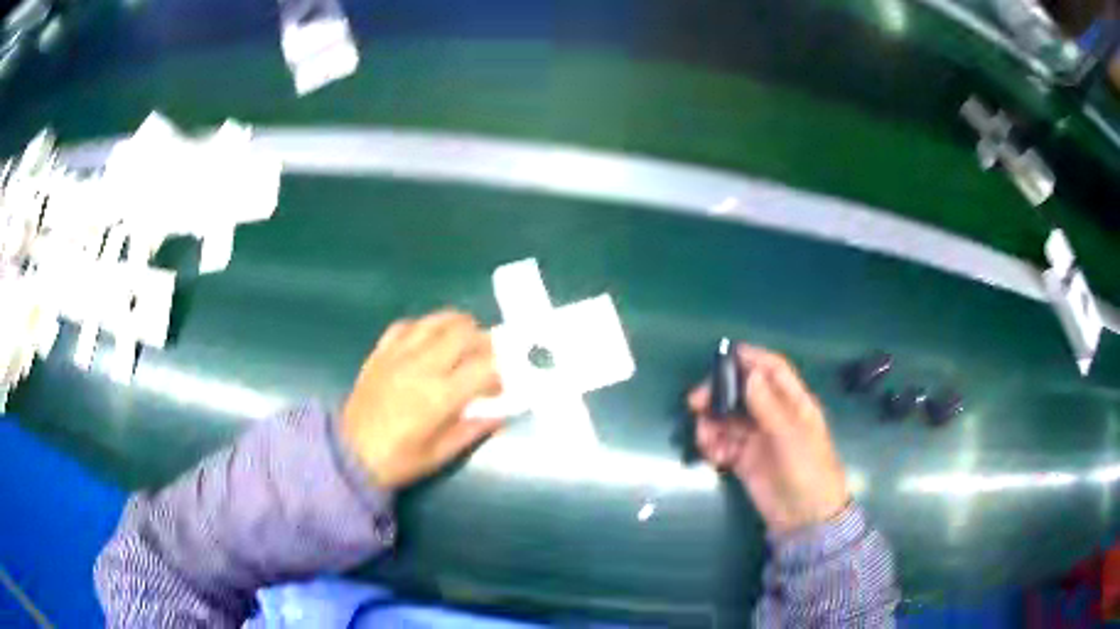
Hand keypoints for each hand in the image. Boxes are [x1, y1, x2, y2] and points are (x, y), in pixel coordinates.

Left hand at [341, 310, 502, 489]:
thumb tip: (501, 414)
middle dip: (484, 342)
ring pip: (438, 320)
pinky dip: (425, 328)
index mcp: (440, 396)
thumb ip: (473, 430)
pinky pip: (408, 324)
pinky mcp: (381, 351)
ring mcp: (398, 354)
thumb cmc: (397, 460)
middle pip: (465, 332)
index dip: (500, 373)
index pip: (484, 367)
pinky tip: (429, 342)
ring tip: (463, 344)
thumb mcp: (440, 455)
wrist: (348, 454)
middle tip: (486, 360)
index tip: (500, 387)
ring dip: (458, 327)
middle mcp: (422, 366)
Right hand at [688, 345, 848, 534]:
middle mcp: (774, 415)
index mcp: (793, 403)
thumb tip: (749, 373)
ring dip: (712, 423)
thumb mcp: (790, 436)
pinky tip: (713, 456)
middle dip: (719, 393)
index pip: (772, 370)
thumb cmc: (807, 469)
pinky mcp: (744, 460)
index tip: (724, 355)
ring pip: (728, 419)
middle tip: (696, 401)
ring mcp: (758, 438)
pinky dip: (713, 446)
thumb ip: (768, 405)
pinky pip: (723, 444)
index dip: (751, 359)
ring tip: (705, 439)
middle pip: (743, 392)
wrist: (804, 517)